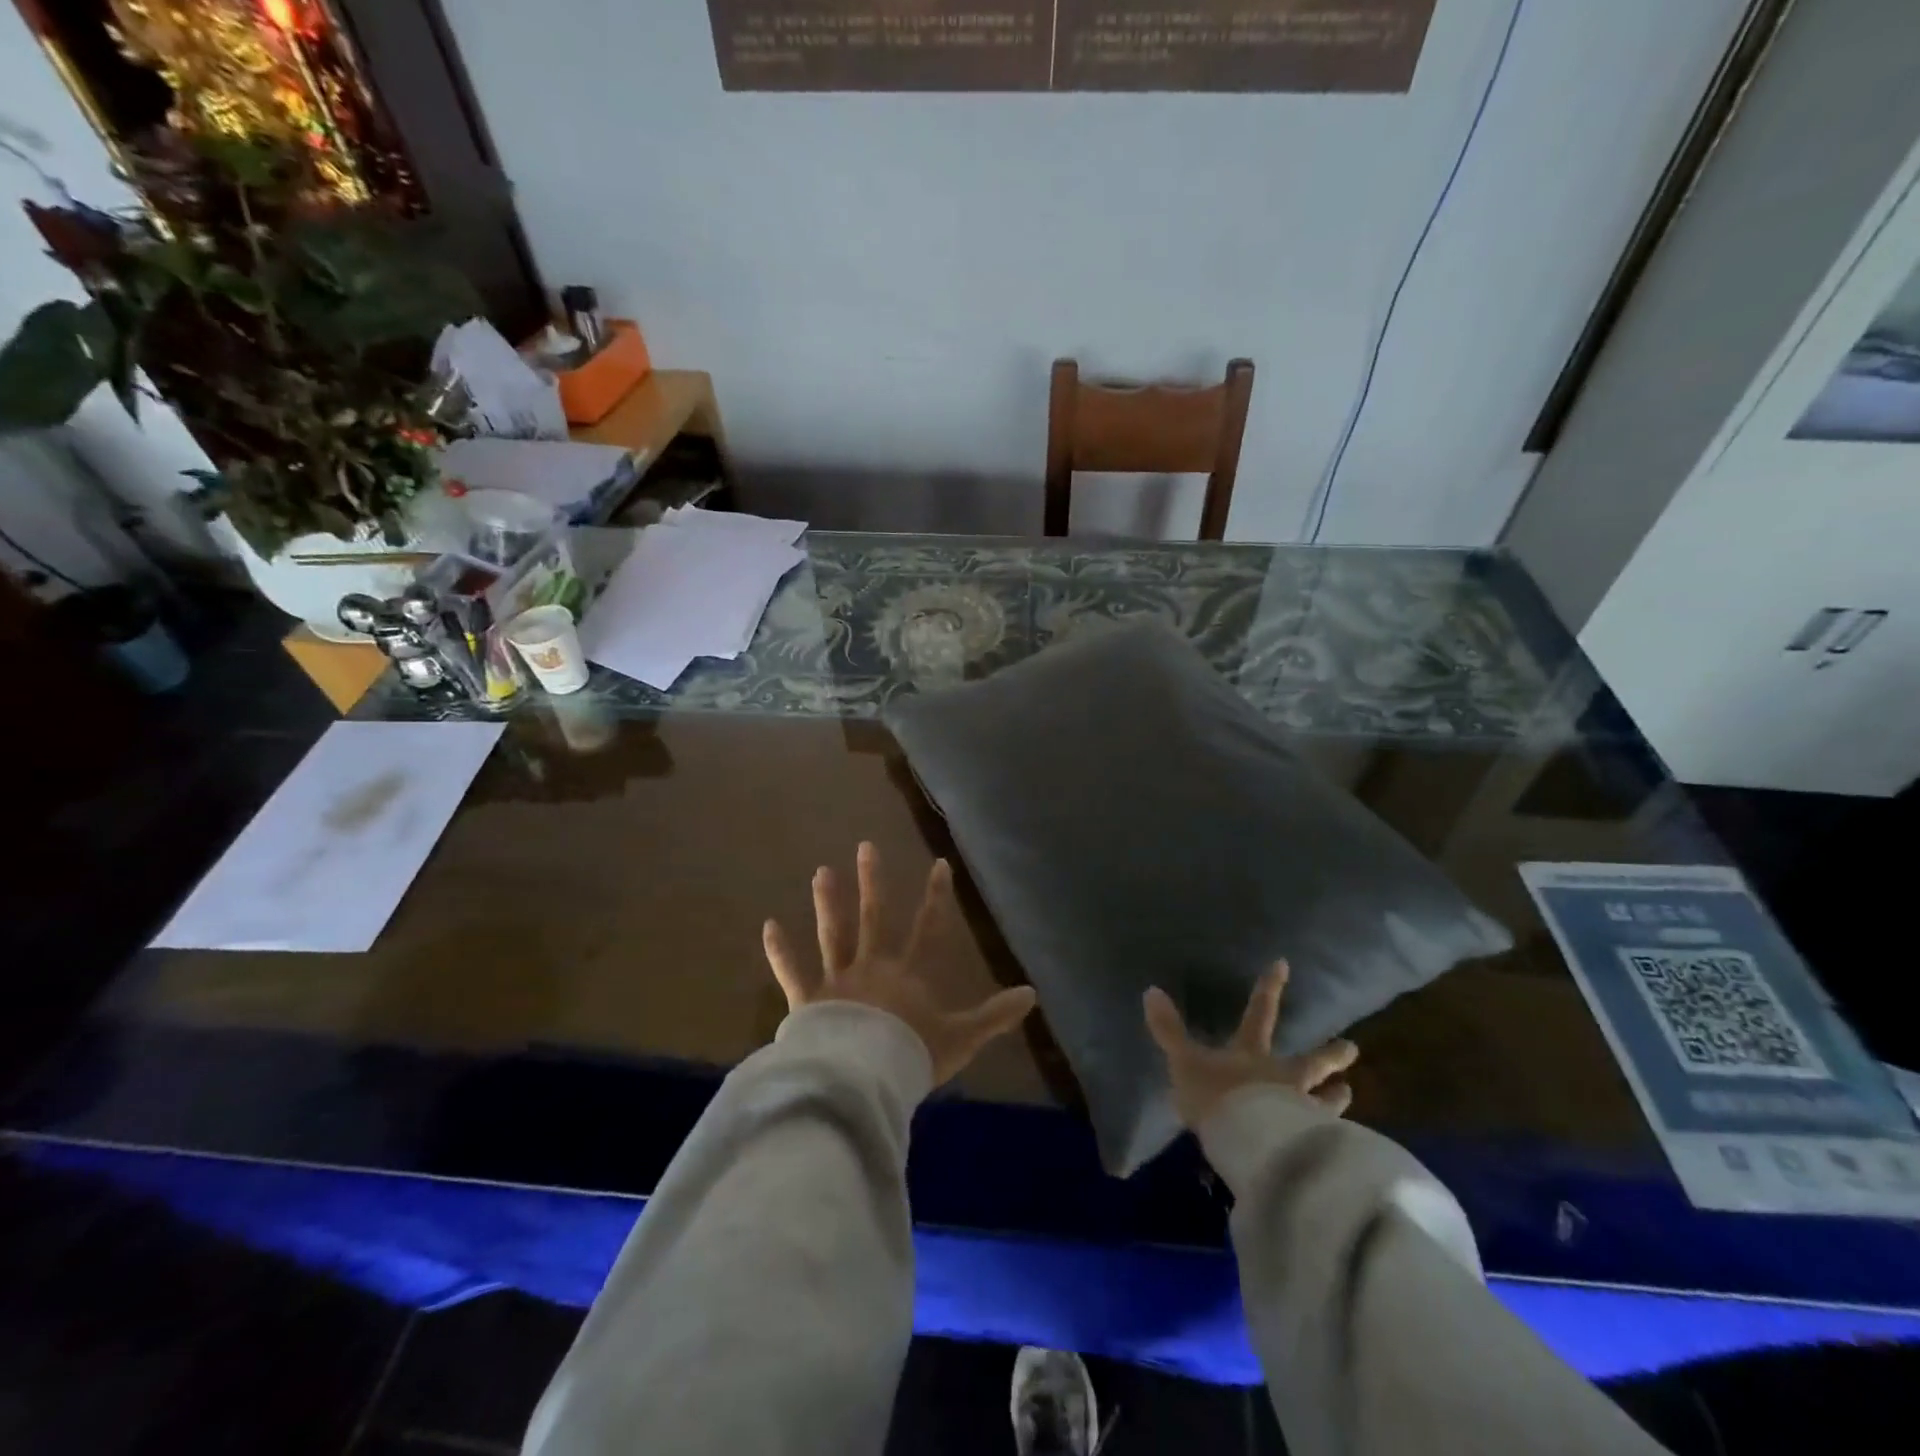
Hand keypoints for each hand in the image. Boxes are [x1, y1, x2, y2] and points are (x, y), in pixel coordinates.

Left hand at [763, 841, 1037, 1085]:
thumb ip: (995, 1016)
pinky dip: (779, 951)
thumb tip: (1033, 993)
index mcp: (908, 975)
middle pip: (873, 918)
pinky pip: (791, 972)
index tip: (939, 863)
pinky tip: (768, 925)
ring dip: (828, 902)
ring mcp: (837, 980)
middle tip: (865, 846)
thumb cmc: (912, 1057)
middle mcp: (872, 967)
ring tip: (821, 870)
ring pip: (832, 934)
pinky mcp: (808, 1001)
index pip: (928, 927)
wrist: (863, 1079)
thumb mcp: (962, 1039)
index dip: (936, 896)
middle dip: (873, 882)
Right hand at [1144, 961, 1358, 1129]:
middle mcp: (1283, 1078)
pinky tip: (1343, 1143)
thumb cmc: (1215, 1096)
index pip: (1260, 1013)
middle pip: (1310, 1062)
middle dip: (1330, 1054)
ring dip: (1337, 1097)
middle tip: (1353, 1048)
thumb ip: (1169, 1030)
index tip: (1284, 964)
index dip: (1269, 989)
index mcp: (1252, 1053)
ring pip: (1326, 1102)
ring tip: (1349, 1092)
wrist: (1247, 1142)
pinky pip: (1327, 1140)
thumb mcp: (1184, 1061)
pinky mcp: (1311, 1148)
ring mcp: (1302, 1112)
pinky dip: (1335, 1138)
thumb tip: (1151, 990)